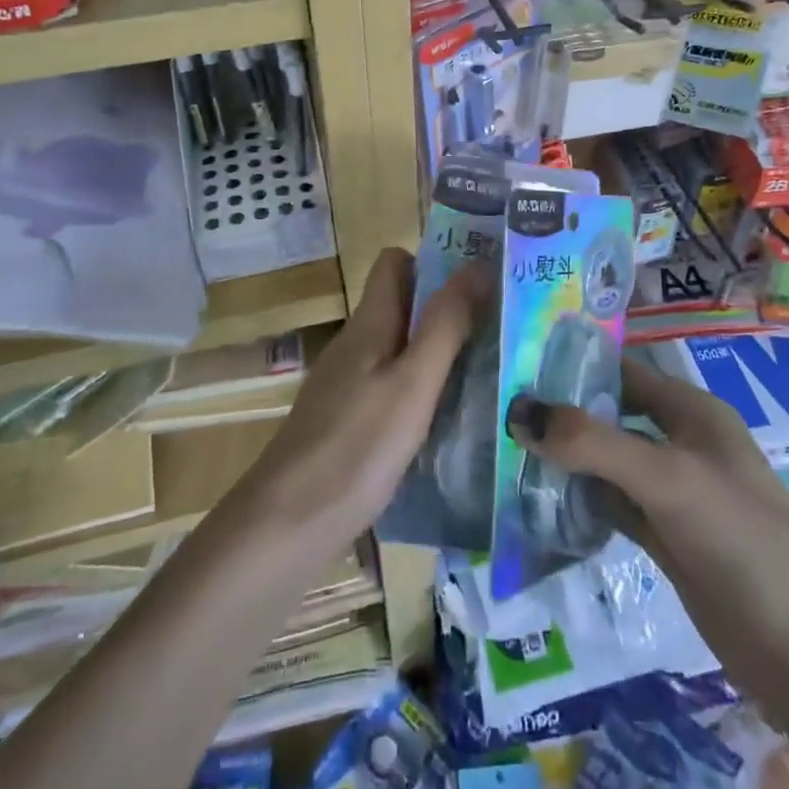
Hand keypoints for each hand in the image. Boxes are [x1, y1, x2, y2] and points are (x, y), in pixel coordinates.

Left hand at [235, 247, 480, 557]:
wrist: (285, 527)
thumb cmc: (355, 448)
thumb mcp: (412, 383)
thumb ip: (444, 324)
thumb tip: (477, 264)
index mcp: (369, 323)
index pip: (395, 262)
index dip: (435, 262)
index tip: (481, 280)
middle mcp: (356, 344)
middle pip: (403, 305)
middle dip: (449, 308)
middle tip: (503, 327)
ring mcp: (348, 384)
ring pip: (401, 348)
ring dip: (441, 351)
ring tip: (492, 370)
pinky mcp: (348, 421)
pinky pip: (393, 385)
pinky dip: (423, 390)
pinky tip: (452, 418)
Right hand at [507, 356, 788, 728]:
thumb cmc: (741, 539)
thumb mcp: (667, 478)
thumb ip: (593, 443)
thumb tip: (518, 412)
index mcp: (691, 411)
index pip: (622, 370)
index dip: (574, 363)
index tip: (516, 363)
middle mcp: (681, 442)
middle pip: (611, 415)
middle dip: (562, 413)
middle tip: (499, 410)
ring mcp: (674, 493)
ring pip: (608, 463)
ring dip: (566, 459)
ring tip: (506, 451)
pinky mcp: (666, 538)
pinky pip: (613, 506)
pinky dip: (581, 501)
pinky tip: (539, 501)